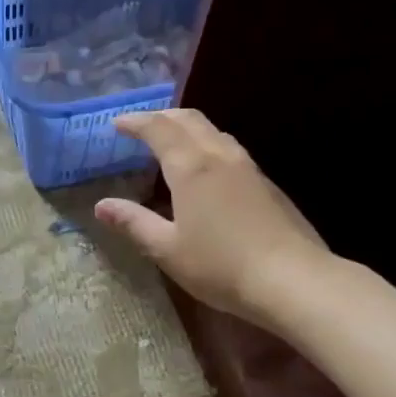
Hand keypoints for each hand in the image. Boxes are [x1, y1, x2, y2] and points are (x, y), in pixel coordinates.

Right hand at [94, 108, 330, 326]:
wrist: (294, 279)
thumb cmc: (221, 265)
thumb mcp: (167, 249)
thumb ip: (134, 223)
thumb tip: (102, 206)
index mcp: (191, 168)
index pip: (159, 128)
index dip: (136, 122)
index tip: (117, 124)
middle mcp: (220, 157)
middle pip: (190, 120)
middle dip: (162, 117)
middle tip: (142, 126)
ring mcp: (248, 169)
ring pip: (214, 132)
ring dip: (188, 129)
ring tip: (172, 143)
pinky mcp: (267, 185)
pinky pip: (230, 150)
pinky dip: (208, 146)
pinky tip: (206, 171)